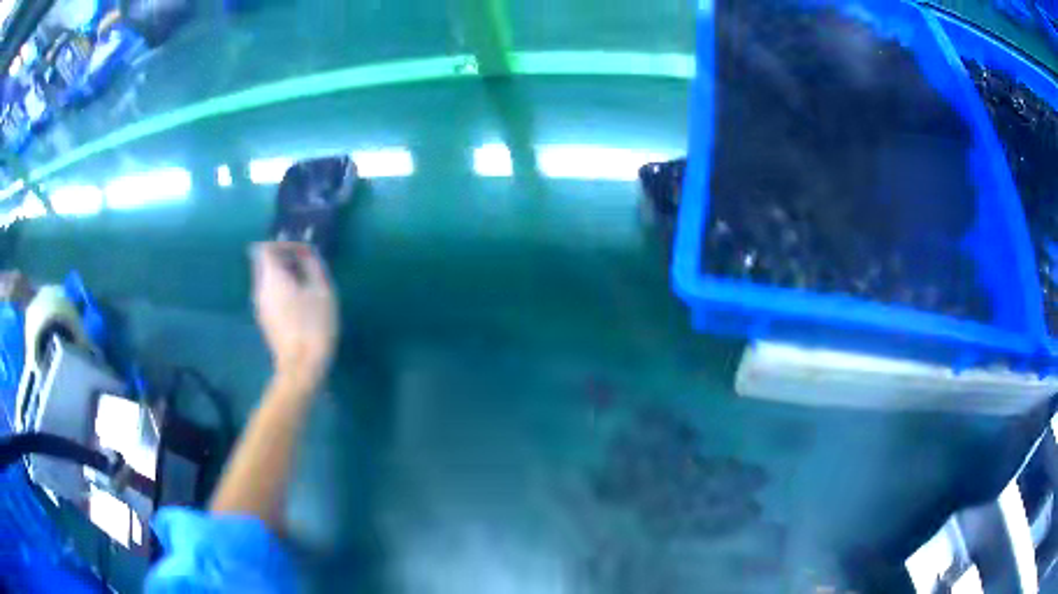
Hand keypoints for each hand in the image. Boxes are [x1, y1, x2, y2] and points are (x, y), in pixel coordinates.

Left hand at [251, 242, 337, 388]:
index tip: (303, 250)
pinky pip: (270, 294)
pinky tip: (301, 302)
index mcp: (271, 277)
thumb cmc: (314, 325)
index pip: (265, 247)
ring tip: (307, 283)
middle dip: (283, 259)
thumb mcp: (322, 290)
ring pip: (267, 279)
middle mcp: (259, 288)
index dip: (283, 243)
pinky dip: (282, 289)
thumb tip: (307, 253)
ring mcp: (260, 306)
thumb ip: (313, 265)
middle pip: (264, 263)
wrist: (301, 367)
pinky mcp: (265, 320)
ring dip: (283, 275)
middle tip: (306, 264)